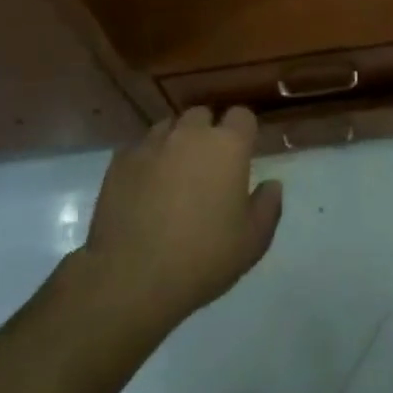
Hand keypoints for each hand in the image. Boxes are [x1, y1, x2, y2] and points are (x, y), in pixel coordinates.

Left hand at [80, 106, 282, 330]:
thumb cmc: (203, 258)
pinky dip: (146, 161)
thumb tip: (272, 184)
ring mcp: (151, 144)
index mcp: (227, 146)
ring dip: (175, 143)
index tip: (242, 155)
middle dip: (207, 133)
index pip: (241, 116)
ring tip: (173, 175)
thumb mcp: (253, 242)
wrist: (132, 277)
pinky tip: (144, 189)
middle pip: (202, 116)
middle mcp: (189, 134)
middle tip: (207, 167)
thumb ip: (268, 206)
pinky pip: (139, 149)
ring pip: (168, 128)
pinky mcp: (120, 161)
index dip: (243, 132)